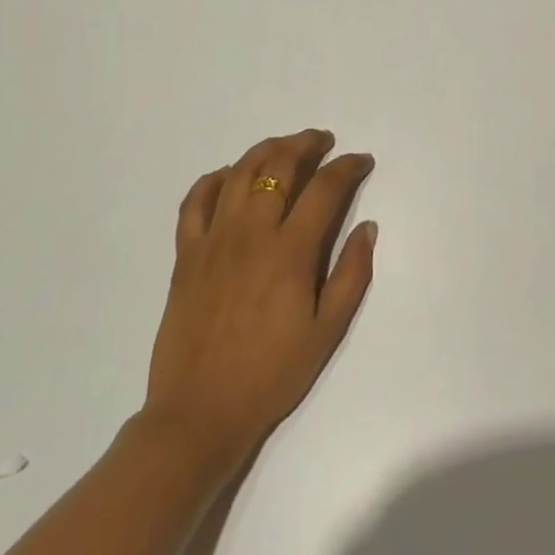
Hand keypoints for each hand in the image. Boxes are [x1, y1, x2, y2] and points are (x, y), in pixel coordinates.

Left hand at [143, 130, 376, 468]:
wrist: (200, 413)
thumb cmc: (271, 374)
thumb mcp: (327, 332)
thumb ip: (351, 274)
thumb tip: (367, 227)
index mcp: (289, 251)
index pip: (325, 188)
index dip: (348, 166)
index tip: (362, 161)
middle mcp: (251, 233)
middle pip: (280, 166)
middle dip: (307, 144)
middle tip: (324, 141)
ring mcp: (214, 240)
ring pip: (240, 172)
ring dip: (267, 150)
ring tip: (285, 147)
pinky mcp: (186, 254)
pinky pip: (195, 201)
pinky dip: (214, 179)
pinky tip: (229, 176)